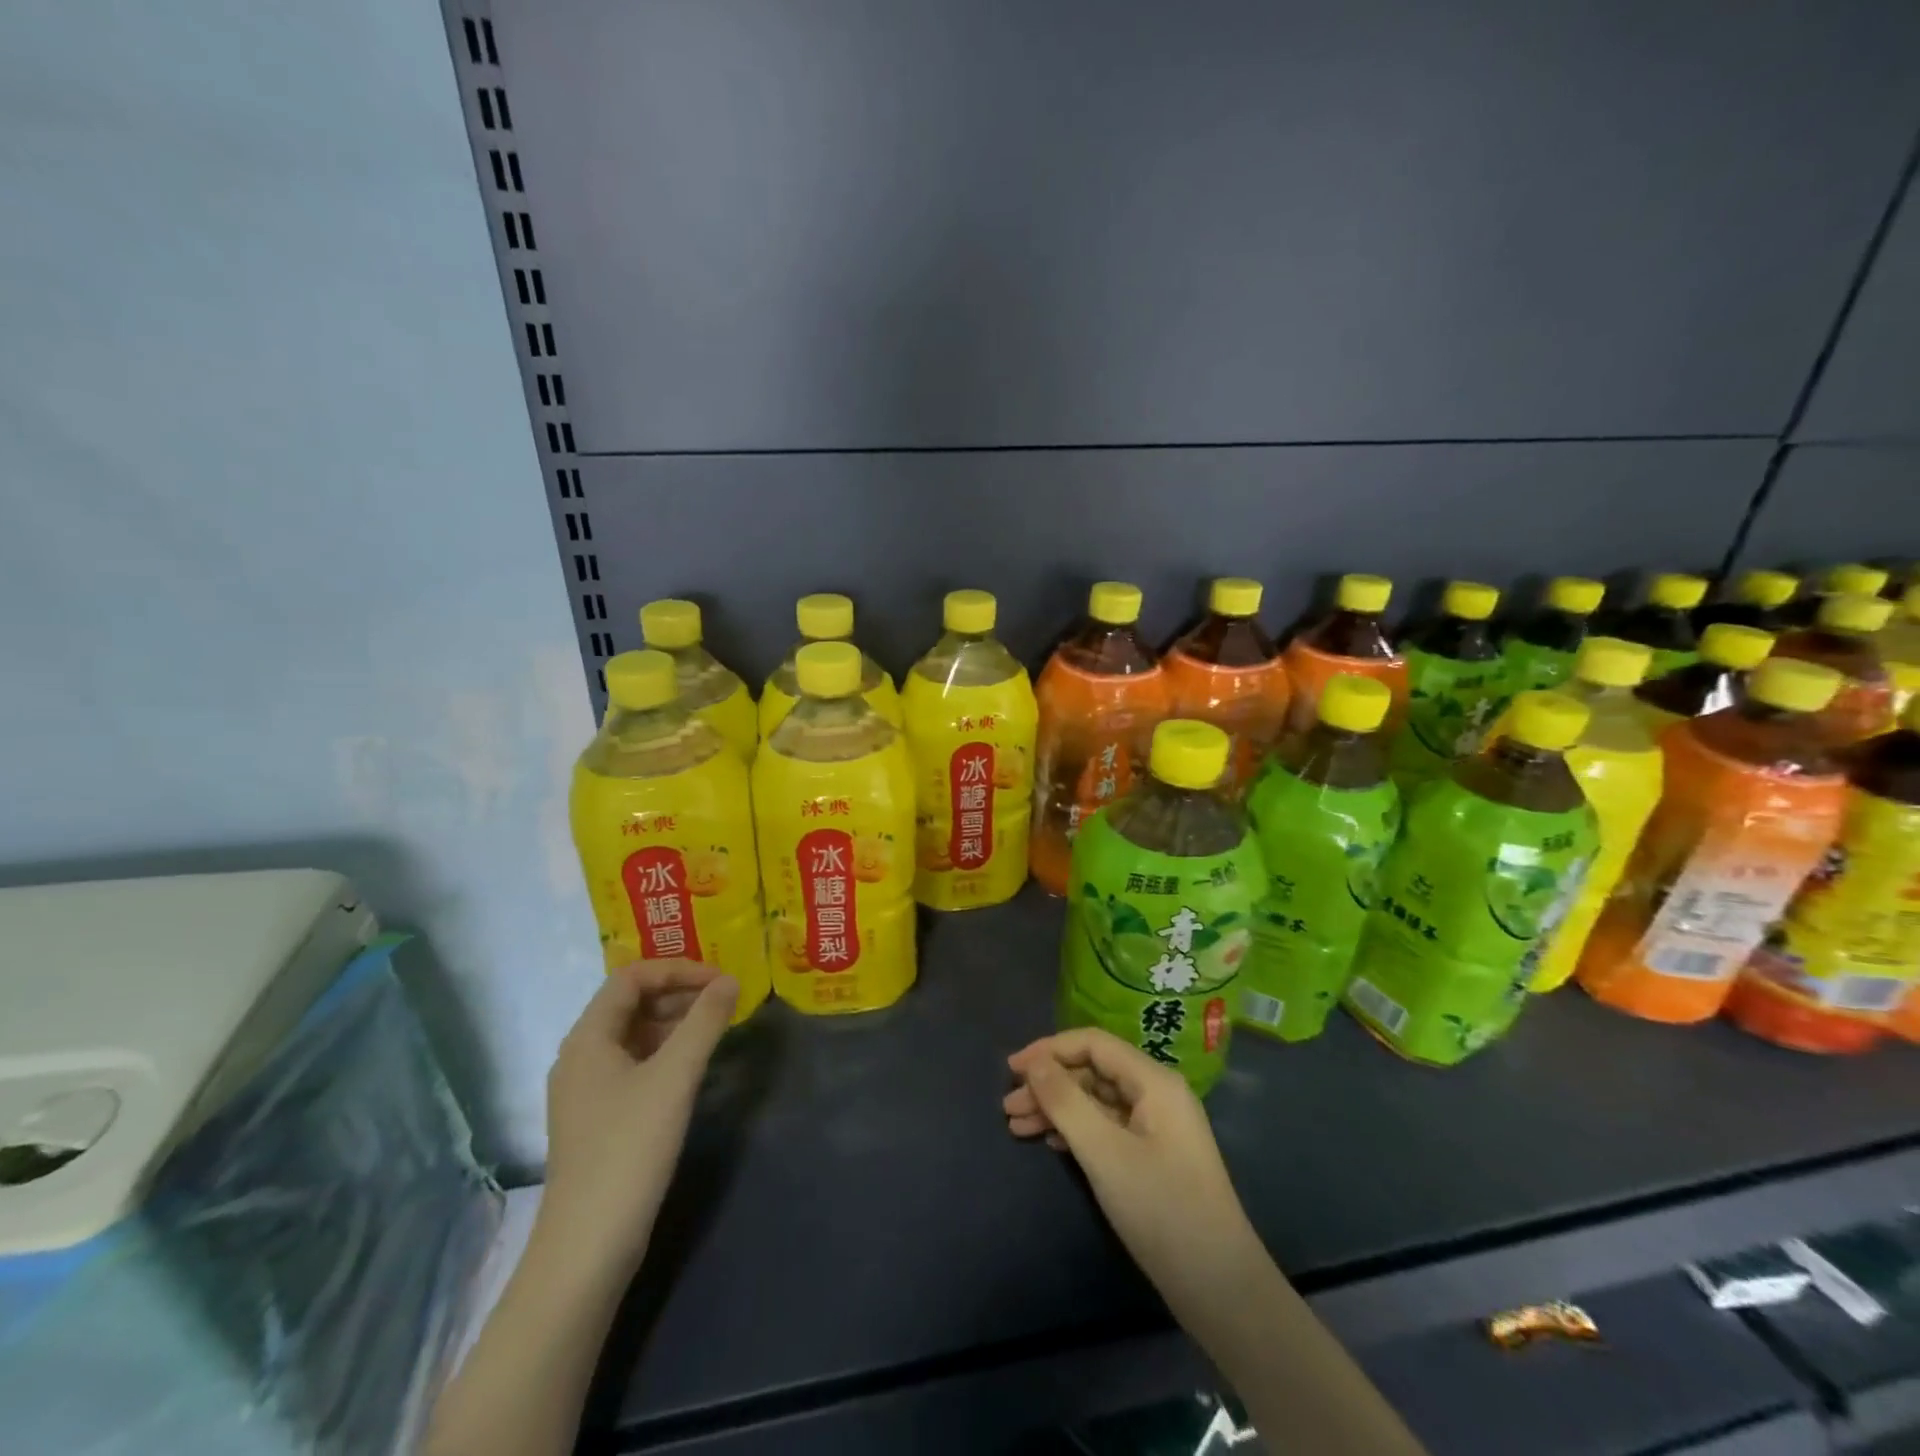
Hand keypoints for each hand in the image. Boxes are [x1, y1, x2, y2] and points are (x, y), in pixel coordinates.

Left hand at [538, 960, 737, 1278]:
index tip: (720, 980)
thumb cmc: (630, 1148)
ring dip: (675, 1022)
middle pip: (631, 1003)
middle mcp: (580, 1056)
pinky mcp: (598, 1118)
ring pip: (634, 1035)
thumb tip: (731, 981)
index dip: (678, 969)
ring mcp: (586, 1090)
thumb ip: (705, 1022)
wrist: (587, 1248)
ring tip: (716, 1028)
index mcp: (588, 1038)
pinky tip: (693, 1067)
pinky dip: (666, 1052)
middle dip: (679, 993)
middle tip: (724, 1001)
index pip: (631, 977)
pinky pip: (634, 1064)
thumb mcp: (675, 1077)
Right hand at [1004, 1028, 1262, 1317]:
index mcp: (1154, 1081)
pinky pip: (1107, 1126)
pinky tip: (1050, 1142)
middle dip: (1049, 1084)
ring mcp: (1157, 1126)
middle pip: (1093, 1071)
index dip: (1049, 1050)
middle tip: (1009, 1108)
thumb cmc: (1162, 1209)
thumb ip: (1066, 1101)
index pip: (1093, 1043)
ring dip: (1057, 1108)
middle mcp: (1158, 1094)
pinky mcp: (1153, 1156)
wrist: (1220, 1288)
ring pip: (1097, 1100)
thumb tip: (1034, 1062)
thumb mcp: (1104, 1152)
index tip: (1011, 1069)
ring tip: (1016, 1127)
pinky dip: (1076, 1130)